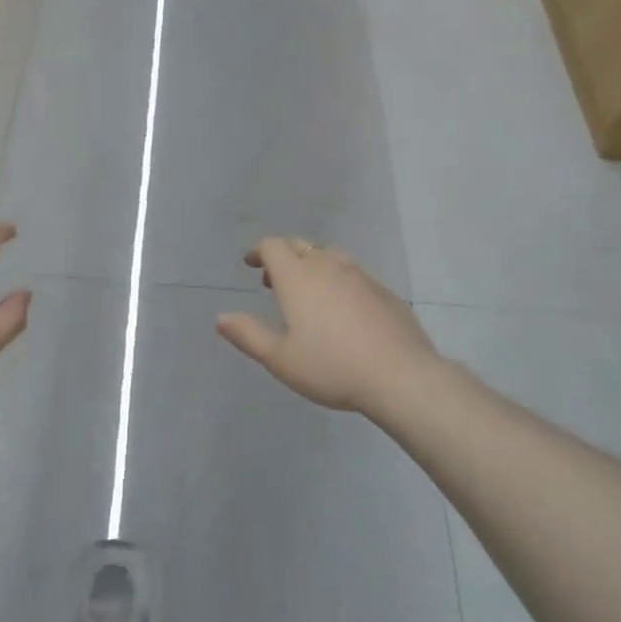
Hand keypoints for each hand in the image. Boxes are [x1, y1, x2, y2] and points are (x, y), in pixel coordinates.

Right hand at [215, 238, 438, 414]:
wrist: (399, 376)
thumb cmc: (331, 367)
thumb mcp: (280, 359)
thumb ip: (248, 335)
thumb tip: (221, 318)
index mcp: (298, 277)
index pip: (273, 246)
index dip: (259, 251)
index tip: (251, 263)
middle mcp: (328, 267)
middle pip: (301, 246)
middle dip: (283, 256)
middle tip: (271, 278)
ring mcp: (360, 276)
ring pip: (329, 257)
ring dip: (311, 266)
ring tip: (305, 293)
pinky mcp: (383, 292)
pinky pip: (353, 274)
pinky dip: (337, 280)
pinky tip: (341, 309)